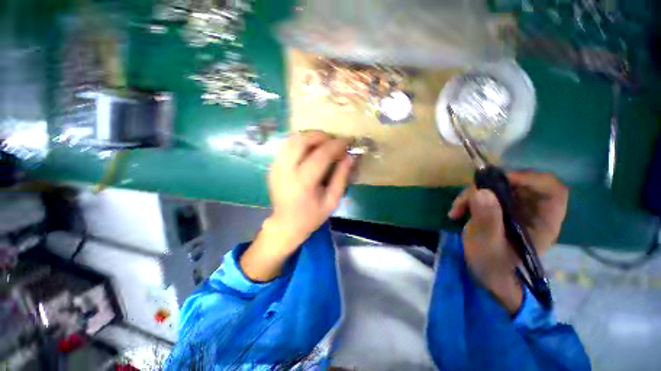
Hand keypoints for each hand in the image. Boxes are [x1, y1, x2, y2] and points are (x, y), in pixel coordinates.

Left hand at [240, 131, 353, 280]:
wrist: (286, 224)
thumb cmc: (312, 216)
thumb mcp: (332, 201)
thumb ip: (341, 177)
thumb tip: (350, 156)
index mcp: (303, 182)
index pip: (321, 154)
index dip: (337, 145)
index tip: (348, 141)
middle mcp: (286, 170)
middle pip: (302, 140)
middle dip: (321, 135)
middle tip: (334, 141)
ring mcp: (276, 166)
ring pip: (292, 139)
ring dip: (310, 136)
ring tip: (323, 143)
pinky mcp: (273, 166)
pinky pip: (287, 146)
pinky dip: (300, 142)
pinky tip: (310, 149)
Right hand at [448, 171, 568, 312]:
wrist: (483, 272)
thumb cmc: (492, 264)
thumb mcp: (488, 245)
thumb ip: (487, 220)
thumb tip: (481, 191)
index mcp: (543, 222)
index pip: (552, 190)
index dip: (532, 179)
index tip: (503, 180)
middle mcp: (532, 210)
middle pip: (520, 183)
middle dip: (492, 185)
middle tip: (470, 195)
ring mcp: (513, 207)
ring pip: (497, 186)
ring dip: (473, 193)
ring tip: (457, 208)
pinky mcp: (497, 207)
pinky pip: (483, 193)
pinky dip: (467, 199)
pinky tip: (456, 212)